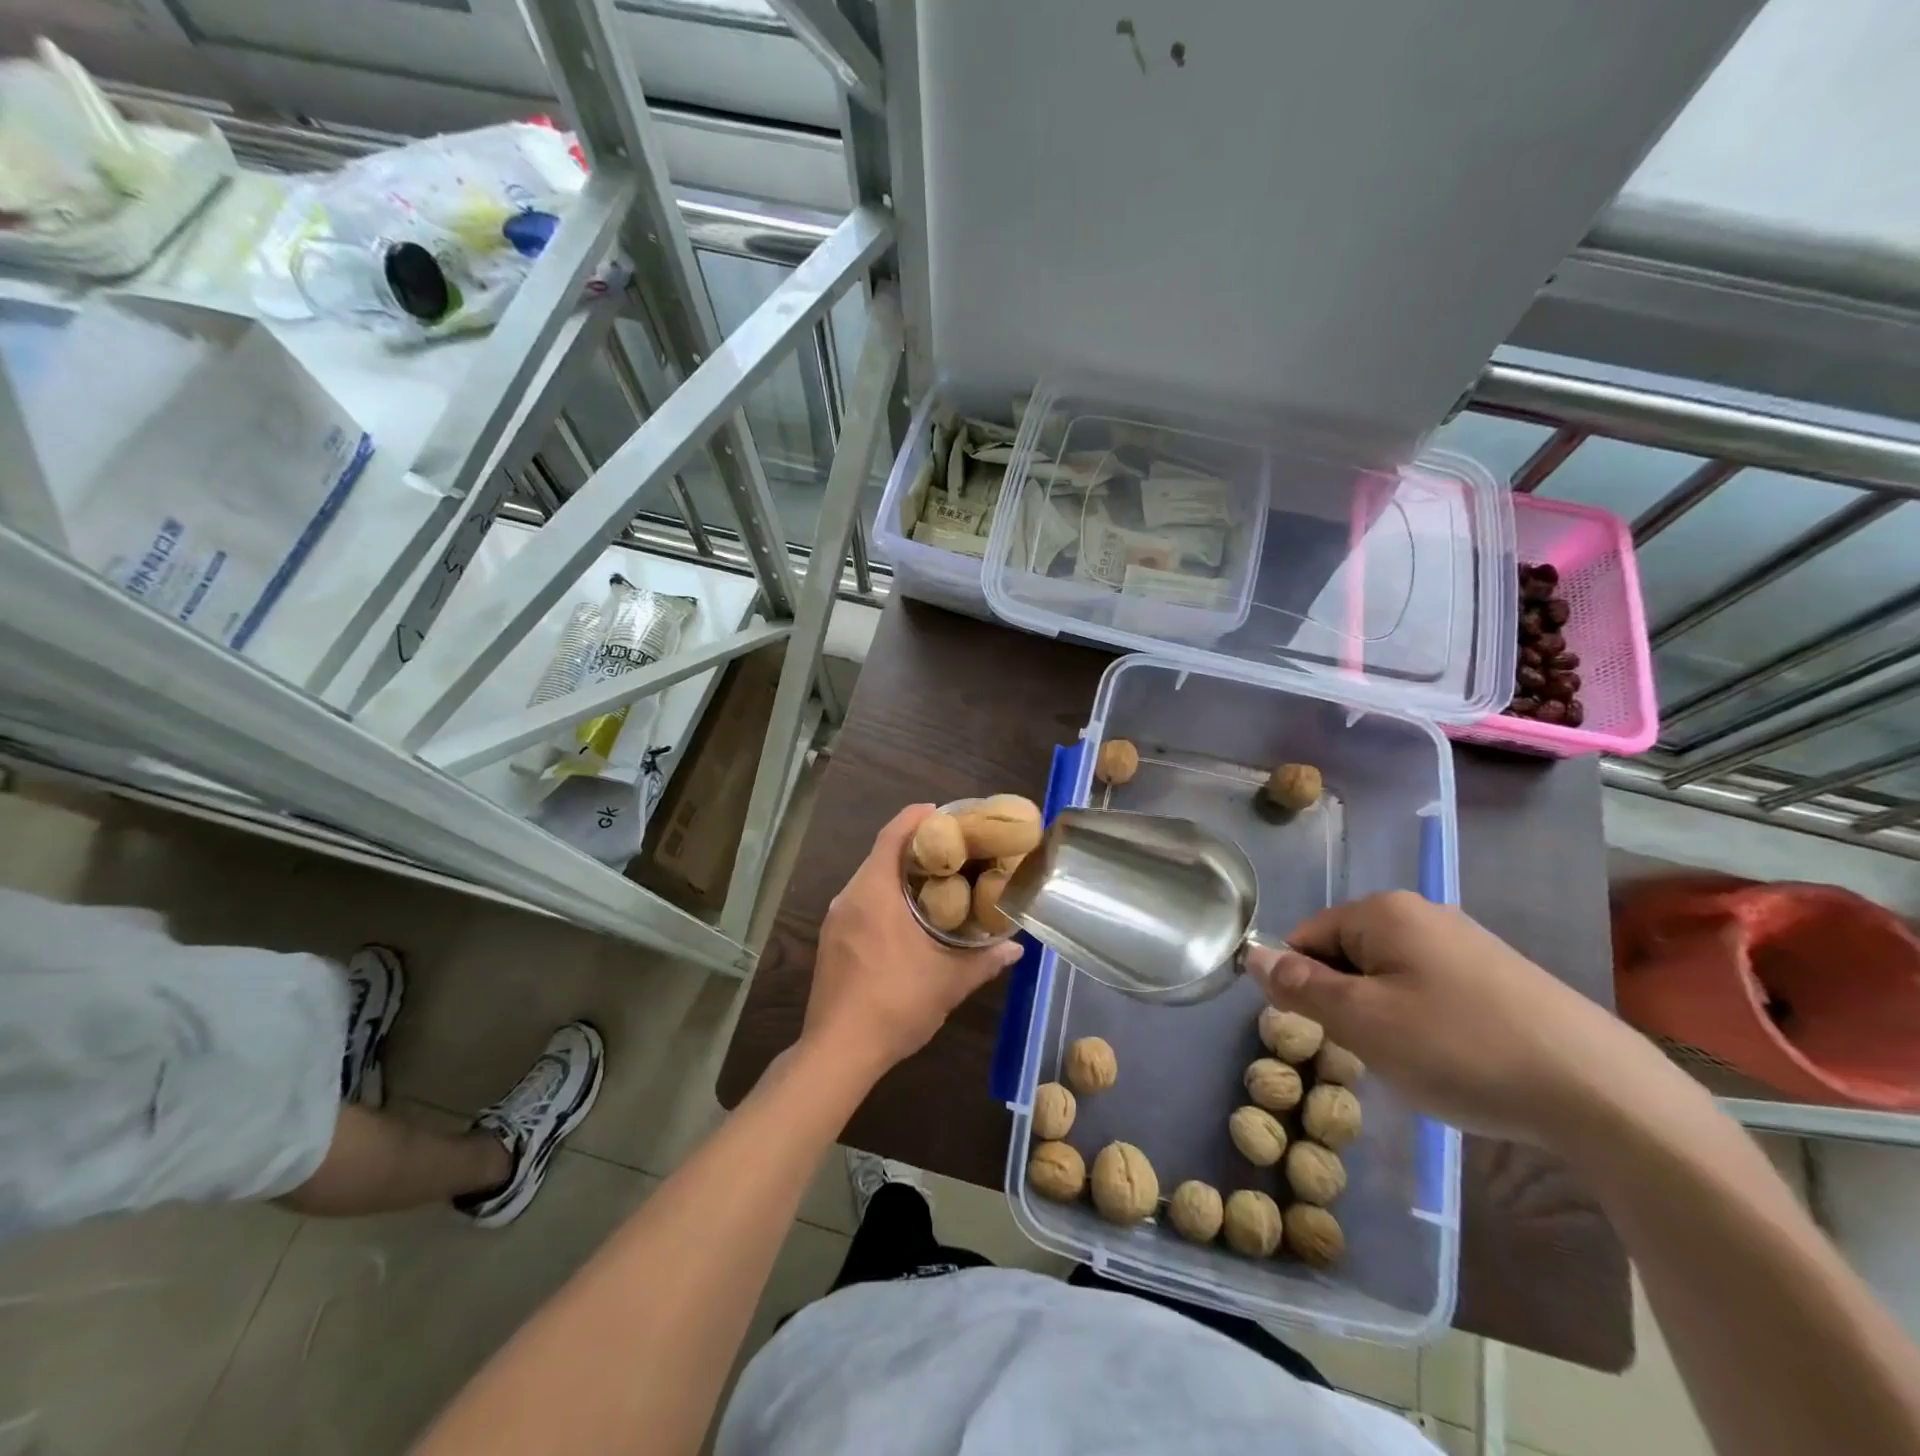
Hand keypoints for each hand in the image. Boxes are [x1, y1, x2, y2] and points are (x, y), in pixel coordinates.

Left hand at [803, 805, 1022, 1081]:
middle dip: (914, 848)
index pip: (892, 836)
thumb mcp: (948, 982)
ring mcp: (835, 920)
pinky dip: (884, 898)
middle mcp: (849, 897)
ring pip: (869, 881)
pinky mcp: (830, 941)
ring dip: (899, 875)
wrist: (838, 1052)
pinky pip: (860, 903)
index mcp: (874, 893)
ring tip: (936, 883)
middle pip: (881, 855)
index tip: (942, 812)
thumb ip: (984, 960)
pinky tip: (907, 919)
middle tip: (952, 851)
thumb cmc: (895, 1004)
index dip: (916, 817)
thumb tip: (1016, 947)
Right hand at [1246, 891, 1664, 1147]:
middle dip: (1347, 1003)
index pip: (1305, 938)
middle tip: (1376, 1051)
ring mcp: (1467, 942)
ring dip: (1385, 1017)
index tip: (1331, 1034)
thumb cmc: (1461, 1049)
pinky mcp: (1502, 975)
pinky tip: (1458, 1060)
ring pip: (1389, 976)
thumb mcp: (1362, 1023)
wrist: (1605, 1095)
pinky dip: (1428, 1023)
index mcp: (1382, 911)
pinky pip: (1432, 989)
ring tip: (1420, 1062)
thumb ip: (1299, 986)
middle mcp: (1422, 912)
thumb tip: (1251, 954)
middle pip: (1347, 954)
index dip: (1304, 986)